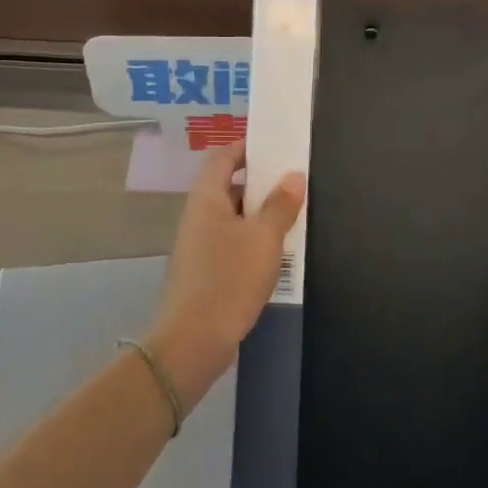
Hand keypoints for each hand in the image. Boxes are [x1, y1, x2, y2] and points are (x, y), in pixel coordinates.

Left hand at [149, 143, 304, 404]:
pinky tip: (278, 255)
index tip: (277, 147)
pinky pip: (232, 244)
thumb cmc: (228, 280)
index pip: (223, 158)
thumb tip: (294, 175)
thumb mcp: (263, 239)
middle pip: (229, 187)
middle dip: (261, 184)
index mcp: (206, 199)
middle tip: (295, 183)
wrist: (193, 341)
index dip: (247, 148)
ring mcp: (199, 246)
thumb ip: (280, 205)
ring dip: (260, 216)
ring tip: (294, 217)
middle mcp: (198, 217)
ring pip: (233, 219)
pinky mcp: (205, 272)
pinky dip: (253, 242)